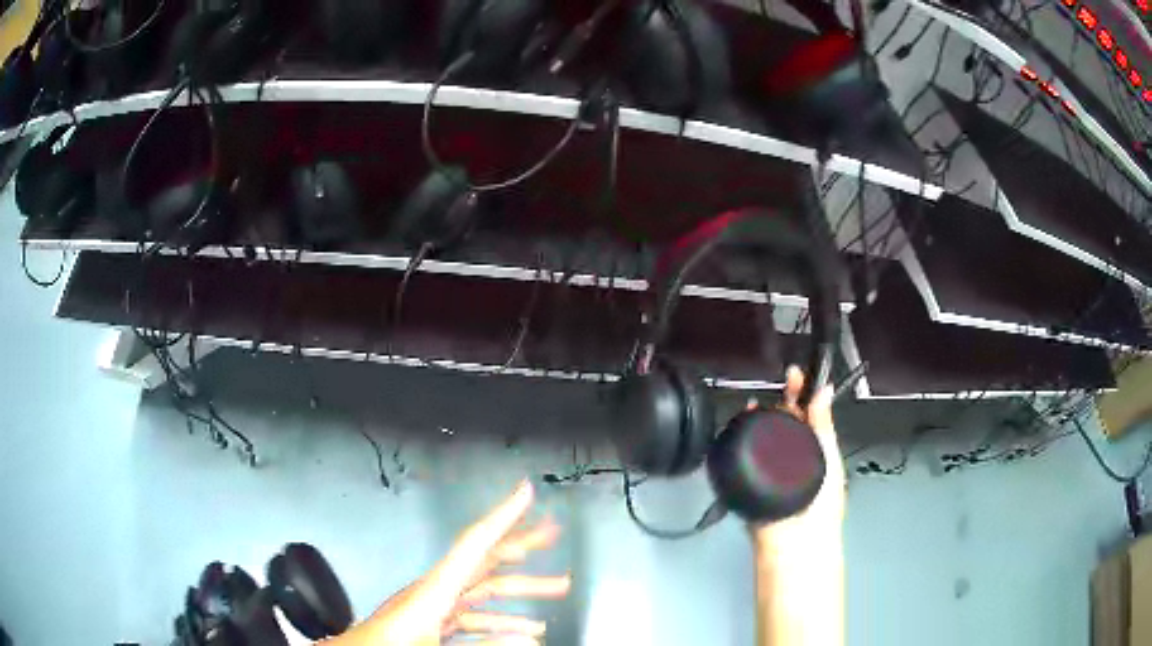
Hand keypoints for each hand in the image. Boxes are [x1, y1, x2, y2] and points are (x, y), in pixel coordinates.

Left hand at [335, 480, 569, 645]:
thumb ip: (486, 643)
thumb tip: (529, 637)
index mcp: (433, 591)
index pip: (474, 544)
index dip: (503, 516)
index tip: (525, 493)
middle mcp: (434, 592)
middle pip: (484, 562)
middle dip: (522, 547)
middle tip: (553, 534)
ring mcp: (432, 608)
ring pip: (482, 590)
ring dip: (519, 590)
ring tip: (554, 589)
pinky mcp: (430, 623)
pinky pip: (471, 615)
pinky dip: (499, 620)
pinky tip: (519, 630)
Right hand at [752, 366, 844, 542]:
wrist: (793, 540)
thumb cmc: (821, 507)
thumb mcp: (829, 458)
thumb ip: (823, 424)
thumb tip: (825, 390)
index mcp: (816, 450)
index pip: (810, 415)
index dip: (805, 393)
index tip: (799, 375)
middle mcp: (794, 456)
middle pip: (786, 421)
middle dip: (783, 399)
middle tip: (785, 380)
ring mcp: (771, 468)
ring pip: (764, 435)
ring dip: (761, 416)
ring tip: (759, 402)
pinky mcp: (751, 478)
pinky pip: (746, 453)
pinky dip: (744, 437)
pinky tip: (744, 424)